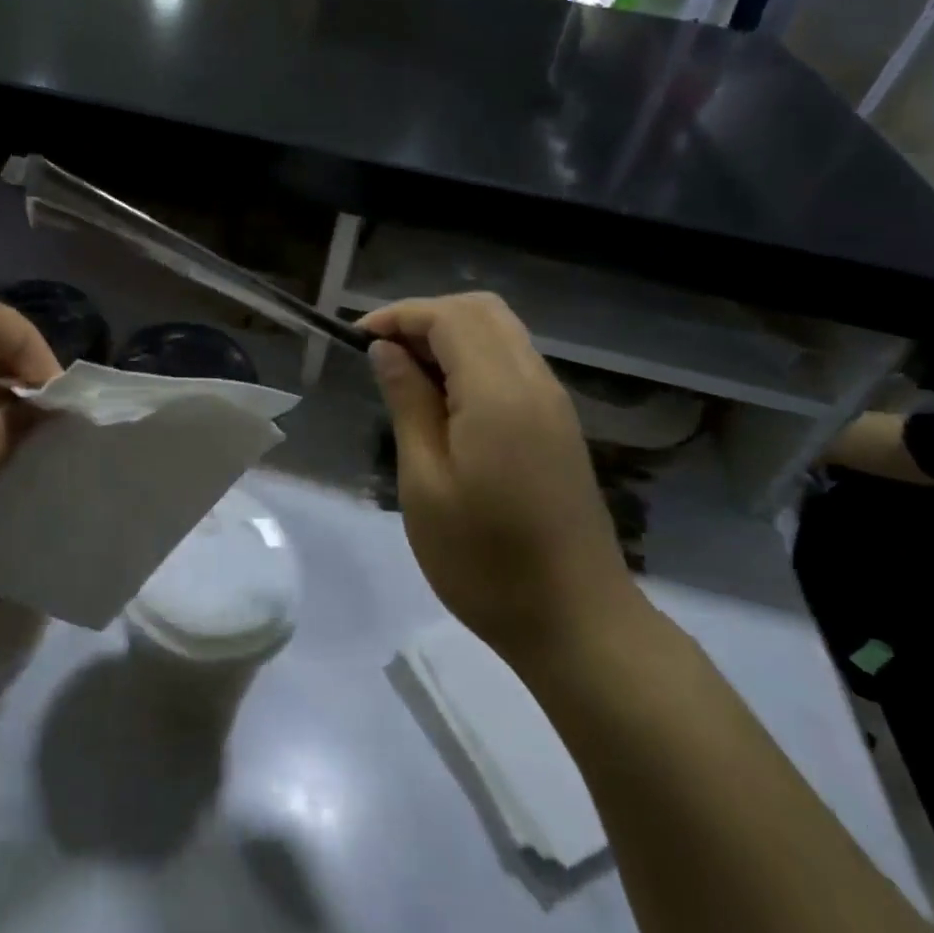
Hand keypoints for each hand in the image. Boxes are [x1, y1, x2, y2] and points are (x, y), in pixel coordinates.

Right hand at [361, 294, 639, 662]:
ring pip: (501, 332)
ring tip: (405, 372)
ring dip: (450, 335)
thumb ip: (408, 404)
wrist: (577, 622)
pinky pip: (513, 362)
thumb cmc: (484, 561)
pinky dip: (472, 357)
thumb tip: (387, 350)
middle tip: (382, 351)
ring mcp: (554, 403)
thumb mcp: (425, 483)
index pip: (448, 317)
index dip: (399, 315)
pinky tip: (443, 398)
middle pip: (481, 310)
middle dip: (425, 316)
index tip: (357, 338)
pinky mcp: (559, 424)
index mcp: (499, 394)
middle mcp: (534, 382)